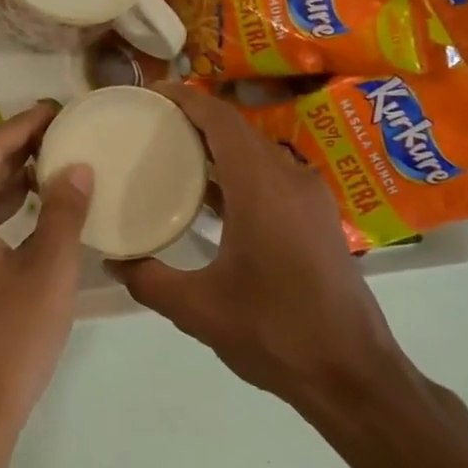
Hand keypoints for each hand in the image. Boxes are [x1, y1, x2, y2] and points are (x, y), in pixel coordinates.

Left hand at [0, 102, 93, 441]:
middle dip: (15, 152)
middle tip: (59, 134)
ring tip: (49, 166)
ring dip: (4, 184)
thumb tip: (76, 167)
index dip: (24, 125)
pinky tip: (24, 211)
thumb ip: (63, 209)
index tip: (57, 108)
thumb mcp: (49, 268)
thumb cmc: (11, 338)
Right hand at [109, 84, 412, 415]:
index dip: (185, 98)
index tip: (151, 92)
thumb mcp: (198, 310)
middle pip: (239, 131)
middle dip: (196, 121)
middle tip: (150, 125)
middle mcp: (291, 180)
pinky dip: (238, 175)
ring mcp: (311, 200)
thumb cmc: (274, 332)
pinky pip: (271, 179)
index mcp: (262, 188)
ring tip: (172, 155)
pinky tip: (210, 199)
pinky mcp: (318, 220)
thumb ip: (148, 280)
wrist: (352, 374)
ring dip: (217, 149)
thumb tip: (114, 262)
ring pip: (257, 155)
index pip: (221, 119)